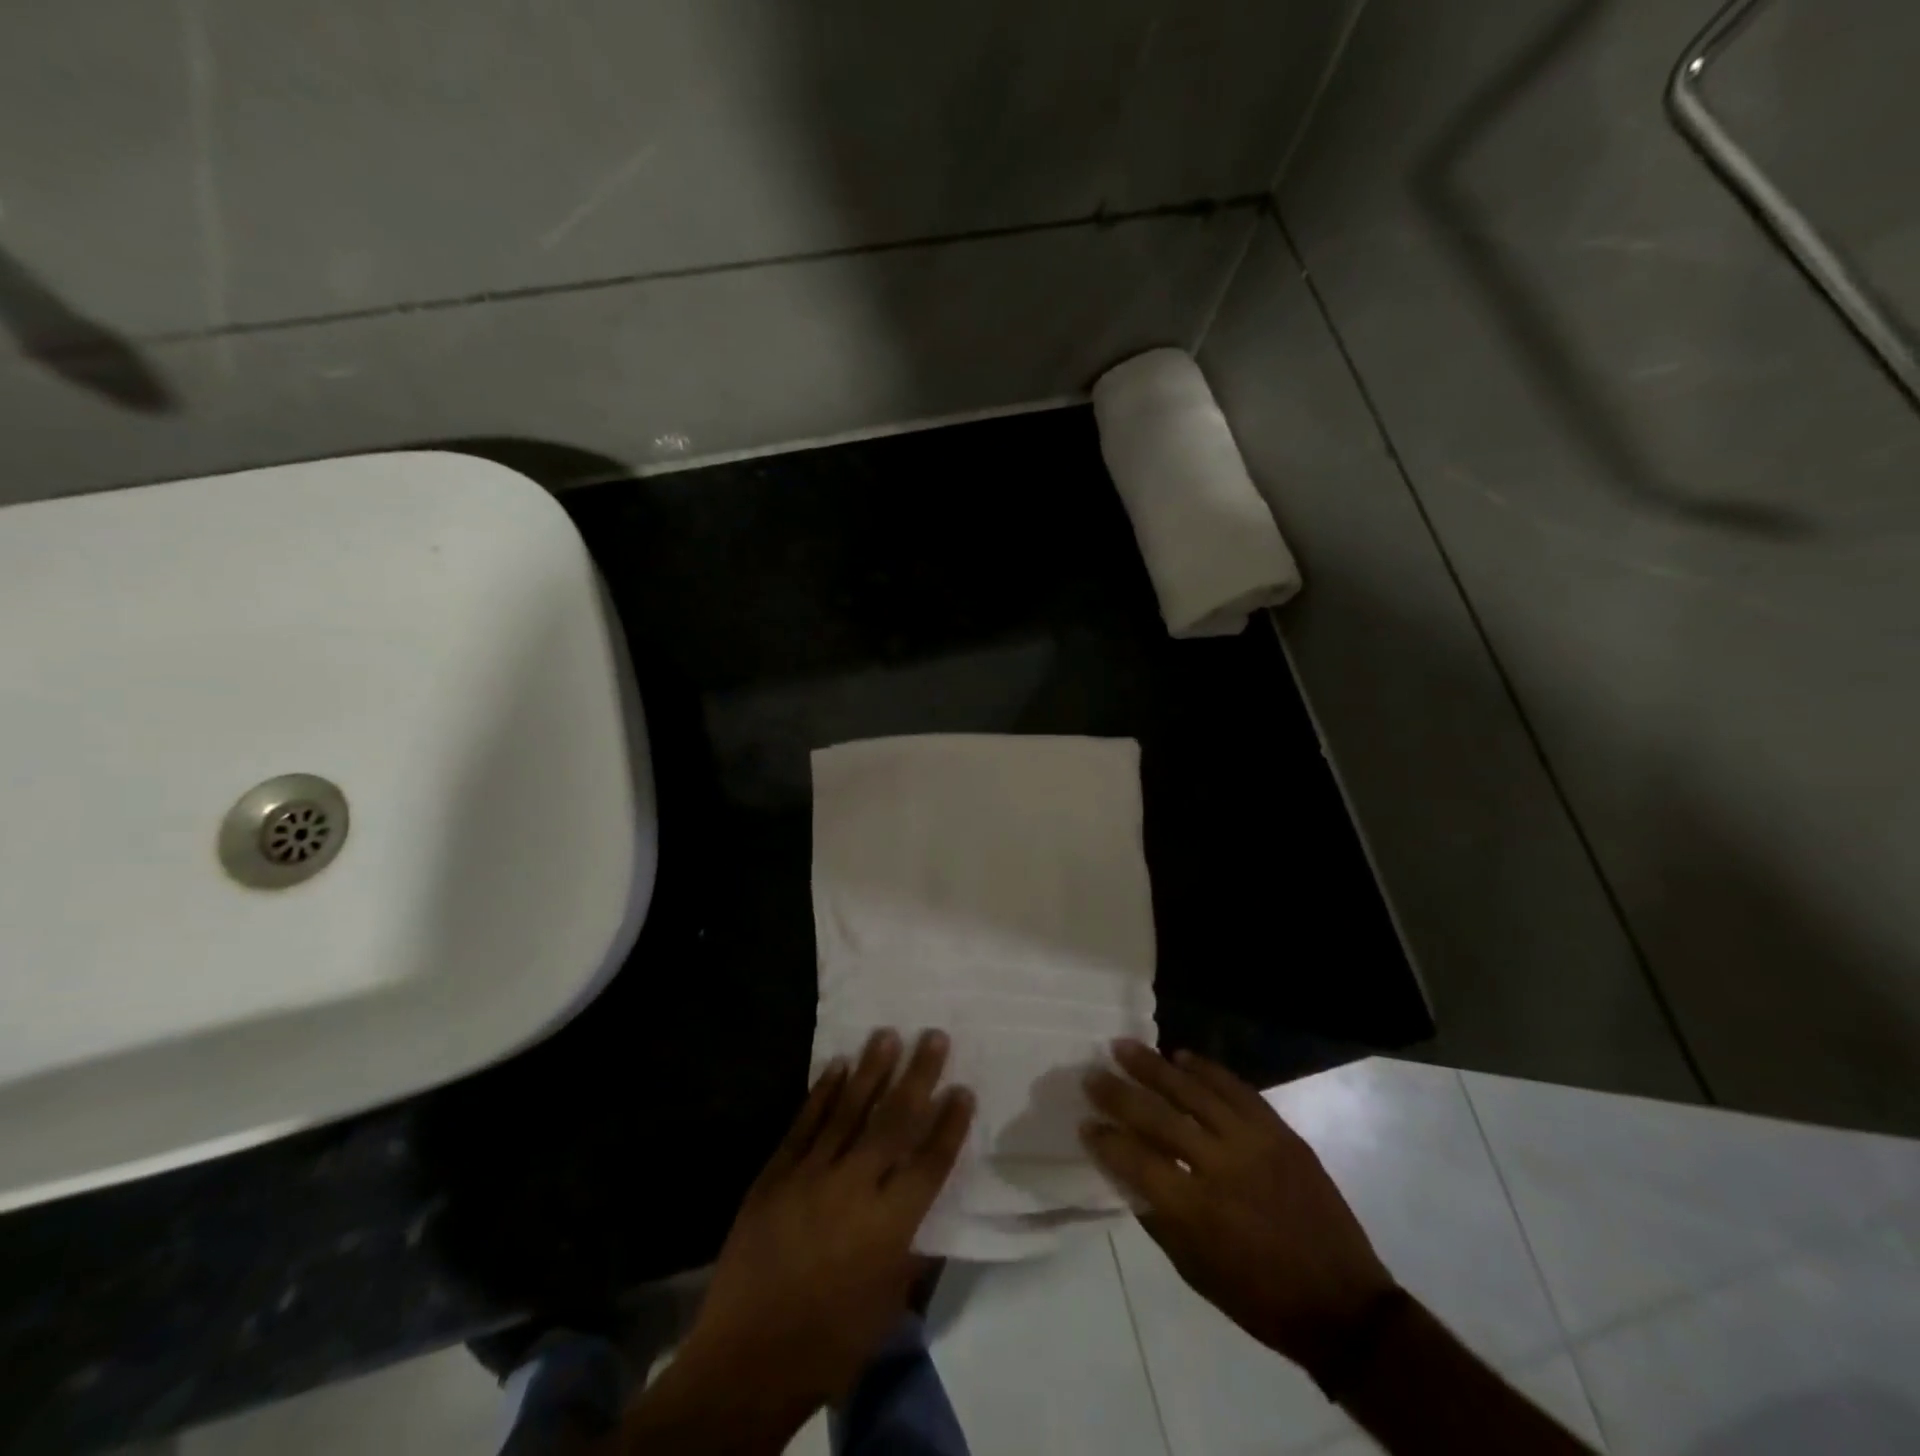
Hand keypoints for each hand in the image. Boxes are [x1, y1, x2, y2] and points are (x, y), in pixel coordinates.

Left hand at [677, 1029, 974, 1418]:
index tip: (963, 1089)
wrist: (746, 1360)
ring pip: (849, 1110)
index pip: (930, 1161)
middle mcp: (855, 1188)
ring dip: (871, 1070)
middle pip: (894, 1121)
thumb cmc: (829, 1343)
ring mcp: (811, 1175)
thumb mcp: (887, 1309)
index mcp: (889, 1225)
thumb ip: (913, 1255)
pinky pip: (805, 1123)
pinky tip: (837, 1066)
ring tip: (888, 1034)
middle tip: (934, 1036)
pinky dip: (823, 1092)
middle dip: (918, 1076)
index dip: (949, 1124)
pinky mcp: (776, 1173)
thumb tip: (930, 1216)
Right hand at [1082, 1040, 1395, 1383]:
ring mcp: (1254, 1143)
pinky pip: (1237, 1089)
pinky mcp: (1280, 1132)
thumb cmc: (1260, 1300)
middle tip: (1093, 1074)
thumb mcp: (1195, 1271)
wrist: (1345, 1307)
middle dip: (1119, 1093)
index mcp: (1196, 1212)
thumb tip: (1124, 1170)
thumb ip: (1156, 1216)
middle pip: (1159, 1118)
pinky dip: (1207, 1069)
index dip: (1106, 1140)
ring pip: (1195, 1091)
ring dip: (1155, 1066)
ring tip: (1125, 1047)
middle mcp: (1221, 1168)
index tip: (1085, 1123)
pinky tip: (1182, 1057)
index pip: (1136, 1161)